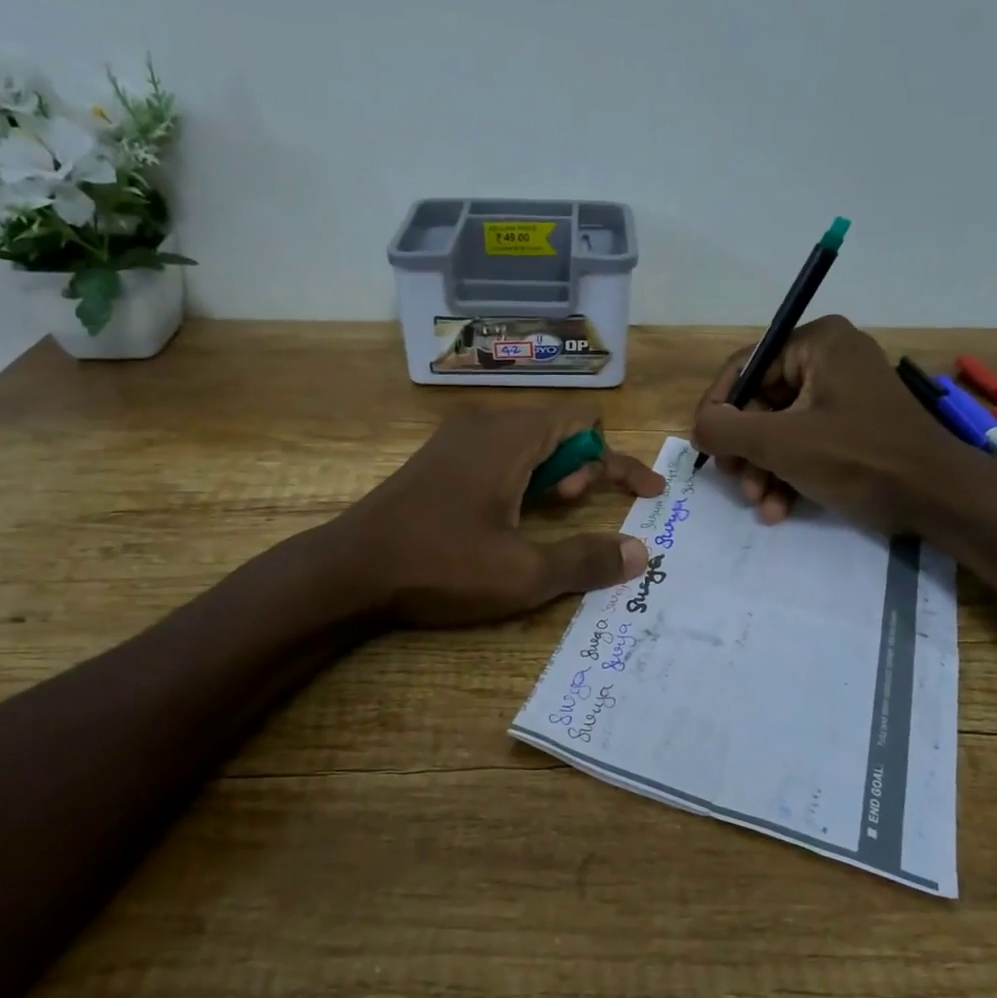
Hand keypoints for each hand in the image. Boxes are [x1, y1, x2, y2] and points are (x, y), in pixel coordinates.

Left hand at [330, 405, 664, 626]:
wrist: (348, 571)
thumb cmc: (440, 565)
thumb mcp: (523, 573)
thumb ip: (586, 560)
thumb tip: (639, 554)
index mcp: (510, 436)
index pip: (585, 426)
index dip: (620, 461)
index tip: (648, 495)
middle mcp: (484, 424)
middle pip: (558, 431)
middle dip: (584, 469)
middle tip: (578, 508)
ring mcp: (455, 440)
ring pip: (527, 444)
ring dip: (553, 475)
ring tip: (549, 514)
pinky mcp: (437, 462)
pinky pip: (497, 455)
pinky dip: (522, 478)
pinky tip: (511, 517)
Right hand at [691, 315, 967, 531]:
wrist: (938, 498)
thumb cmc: (858, 458)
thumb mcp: (781, 443)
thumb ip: (726, 429)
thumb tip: (699, 426)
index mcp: (817, 343)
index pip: (745, 367)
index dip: (717, 409)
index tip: (704, 447)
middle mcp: (830, 358)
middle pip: (761, 402)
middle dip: (745, 449)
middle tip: (735, 480)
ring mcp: (844, 394)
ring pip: (780, 428)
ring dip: (763, 469)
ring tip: (761, 502)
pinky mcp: (853, 426)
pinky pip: (805, 442)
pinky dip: (788, 474)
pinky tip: (779, 509)